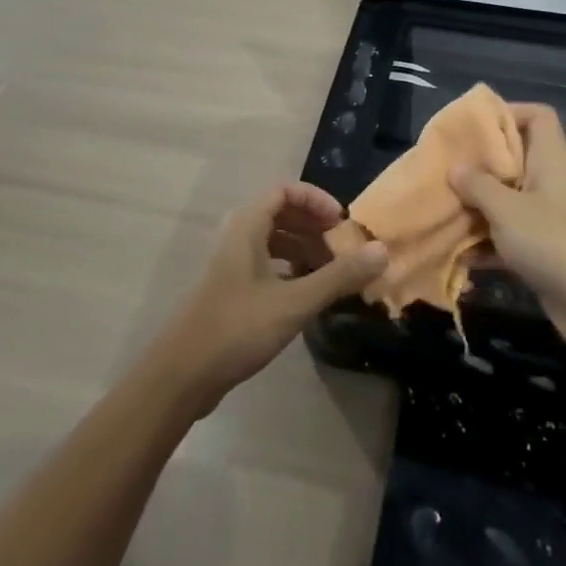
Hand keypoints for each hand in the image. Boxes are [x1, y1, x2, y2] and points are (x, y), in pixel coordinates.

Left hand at [146, 183, 388, 416]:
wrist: (183, 374)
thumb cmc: (238, 327)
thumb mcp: (295, 301)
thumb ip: (339, 276)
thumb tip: (382, 251)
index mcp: (247, 226)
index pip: (285, 191)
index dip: (316, 200)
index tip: (341, 224)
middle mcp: (238, 237)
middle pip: (282, 214)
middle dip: (315, 227)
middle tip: (344, 250)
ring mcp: (233, 264)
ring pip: (275, 242)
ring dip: (306, 250)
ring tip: (334, 273)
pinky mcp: (233, 290)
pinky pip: (268, 265)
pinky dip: (292, 271)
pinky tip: (310, 293)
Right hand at [450, 104, 565, 354]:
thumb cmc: (553, 242)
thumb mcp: (506, 209)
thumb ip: (477, 184)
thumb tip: (455, 167)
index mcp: (552, 158)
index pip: (538, 115)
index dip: (508, 112)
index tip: (473, 126)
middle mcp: (553, 180)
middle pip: (516, 156)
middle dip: (480, 163)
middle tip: (446, 167)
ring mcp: (550, 215)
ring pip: (509, 197)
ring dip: (479, 204)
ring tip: (443, 207)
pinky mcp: (546, 247)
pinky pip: (511, 232)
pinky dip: (488, 240)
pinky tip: (458, 253)